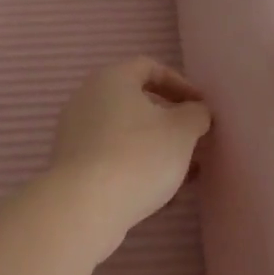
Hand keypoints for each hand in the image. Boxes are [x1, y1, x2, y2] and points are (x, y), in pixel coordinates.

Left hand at [49, 58, 211, 241]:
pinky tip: (159, 194)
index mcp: (111, 79)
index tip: (201, 107)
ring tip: (184, 173)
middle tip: (194, 140)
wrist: (85, 207)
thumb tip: (195, 111)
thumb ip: (196, 114)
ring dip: (157, 148)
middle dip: (170, 122)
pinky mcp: (72, 166)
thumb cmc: (139, 156)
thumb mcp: (182, 131)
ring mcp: (75, 133)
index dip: (180, 84)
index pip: (149, 67)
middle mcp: (87, 99)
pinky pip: (111, 157)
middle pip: (136, 102)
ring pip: (126, 133)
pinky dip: (136, 167)